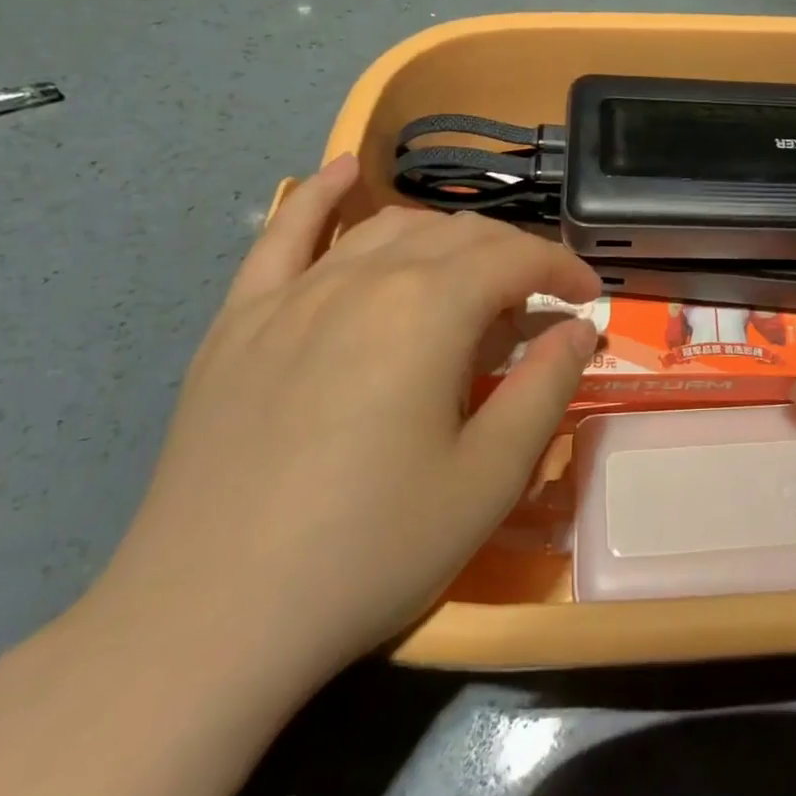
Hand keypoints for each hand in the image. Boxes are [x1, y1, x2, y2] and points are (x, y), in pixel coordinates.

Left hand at [83, 156, 600, 680]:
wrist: (207, 622)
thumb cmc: (370, 551)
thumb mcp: (488, 479)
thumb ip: (545, 388)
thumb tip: (579, 329)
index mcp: (429, 309)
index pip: (516, 257)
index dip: (563, 268)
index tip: (588, 297)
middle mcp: (363, 278)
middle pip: (458, 236)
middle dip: (514, 256)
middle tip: (538, 302)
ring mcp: (293, 294)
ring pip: (388, 228)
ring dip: (446, 237)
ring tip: (471, 272)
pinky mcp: (240, 321)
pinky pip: (283, 234)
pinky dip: (319, 196)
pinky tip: (343, 172)